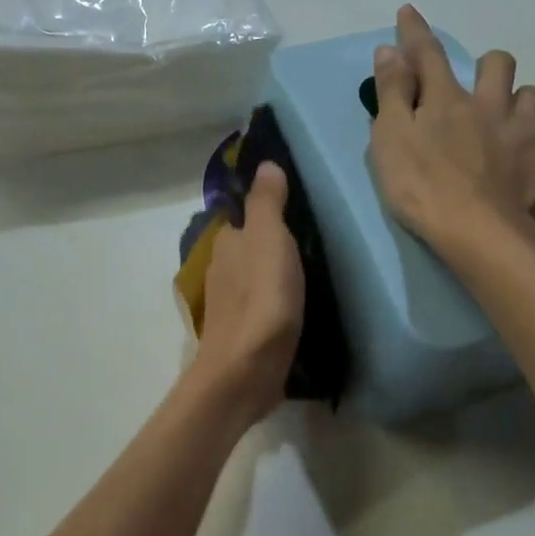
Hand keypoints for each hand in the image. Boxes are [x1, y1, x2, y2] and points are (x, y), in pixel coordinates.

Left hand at [193, 162, 304, 425]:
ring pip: (254, 277)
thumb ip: (267, 203)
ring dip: (274, 273)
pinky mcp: (243, 333)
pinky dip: (275, 301)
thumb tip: (264, 164)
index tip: (297, 209)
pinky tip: (296, 307)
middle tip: (312, 240)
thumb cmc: (261, 299)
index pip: (244, 217)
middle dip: (272, 243)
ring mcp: (230, 304)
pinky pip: (261, 306)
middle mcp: (222, 270)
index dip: (266, 211)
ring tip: (311, 272)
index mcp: (226, 244)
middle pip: (249, 248)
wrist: (246, 371)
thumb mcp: (269, 240)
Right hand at [369, 3, 534, 251]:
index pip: (428, 55)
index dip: (415, 32)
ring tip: (512, 124)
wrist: (480, 234)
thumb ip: (392, 93)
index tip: (409, 13)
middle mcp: (492, 105)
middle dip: (488, 67)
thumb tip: (390, 49)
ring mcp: (528, 133)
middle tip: (478, 89)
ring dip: (522, 103)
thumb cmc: (423, 188)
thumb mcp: (390, 140)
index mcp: (447, 100)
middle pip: (498, 64)